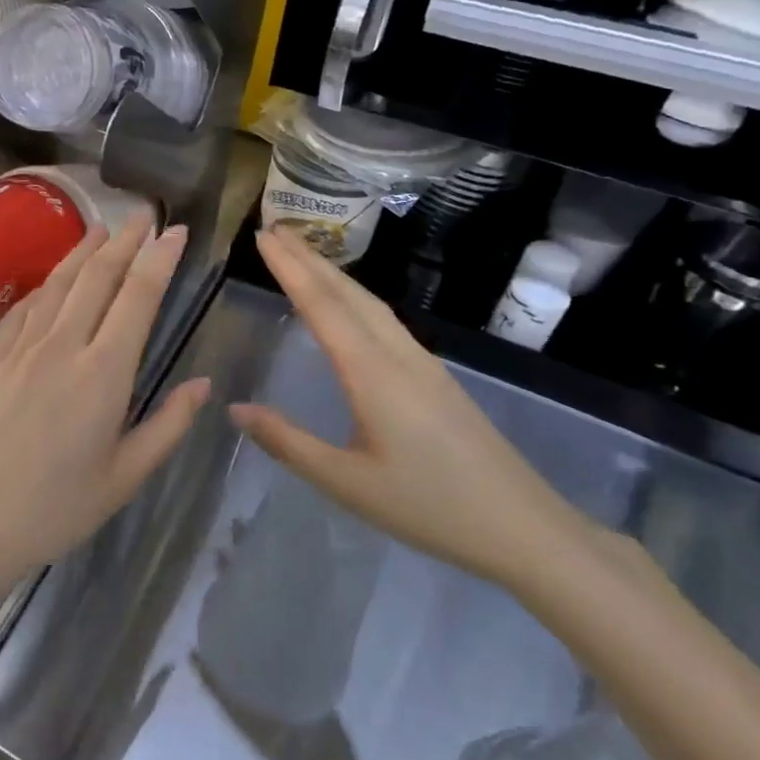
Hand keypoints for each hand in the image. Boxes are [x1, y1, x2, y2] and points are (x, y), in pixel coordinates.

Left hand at [0, 217, 209, 605]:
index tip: (176, 231)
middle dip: (125, 239)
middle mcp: (63, 346)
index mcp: (103, 374)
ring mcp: (22, 348)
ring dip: (84, 250)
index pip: (138, 297)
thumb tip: (203, 384)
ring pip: (59, 283)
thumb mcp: (124, 478)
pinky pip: (25, 307)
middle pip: (98, 276)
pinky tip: (53, 278)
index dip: (160, 258)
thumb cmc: (54, 510)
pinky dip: (46, 283)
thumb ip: (168, 425)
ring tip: (103, 227)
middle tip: (144, 213)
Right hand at [230, 227, 596, 593]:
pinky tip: (350, 307)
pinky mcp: (437, 377)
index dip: (290, 269)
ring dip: (333, 275)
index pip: (322, 307)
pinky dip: (355, 298)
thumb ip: (287, 442)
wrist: (524, 528)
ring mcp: (423, 363)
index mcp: (372, 373)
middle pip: (349, 293)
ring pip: (371, 303)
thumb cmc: (429, 506)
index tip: (263, 236)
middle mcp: (398, 355)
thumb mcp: (346, 482)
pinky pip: (386, 321)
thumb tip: (235, 408)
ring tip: (303, 257)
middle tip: (274, 231)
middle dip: (309, 259)